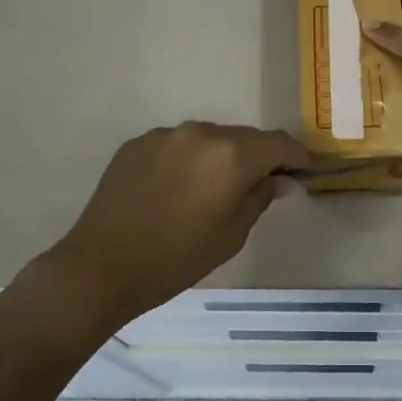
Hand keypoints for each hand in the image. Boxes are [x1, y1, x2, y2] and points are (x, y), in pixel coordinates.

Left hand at [42, 122, 308, 325]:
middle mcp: (201, 133)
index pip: (279, 143)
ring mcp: (166, 134)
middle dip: (257, 157)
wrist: (101, 267)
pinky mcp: (138, 143)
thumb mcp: (231, 235)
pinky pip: (177, 144)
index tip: (300, 174)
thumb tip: (281, 178)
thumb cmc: (176, 259)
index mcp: (232, 155)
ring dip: (220, 157)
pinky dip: (188, 159)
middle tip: (258, 186)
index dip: (296, 157)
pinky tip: (175, 189)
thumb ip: (260, 197)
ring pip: (209, 138)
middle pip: (244, 137)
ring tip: (210, 190)